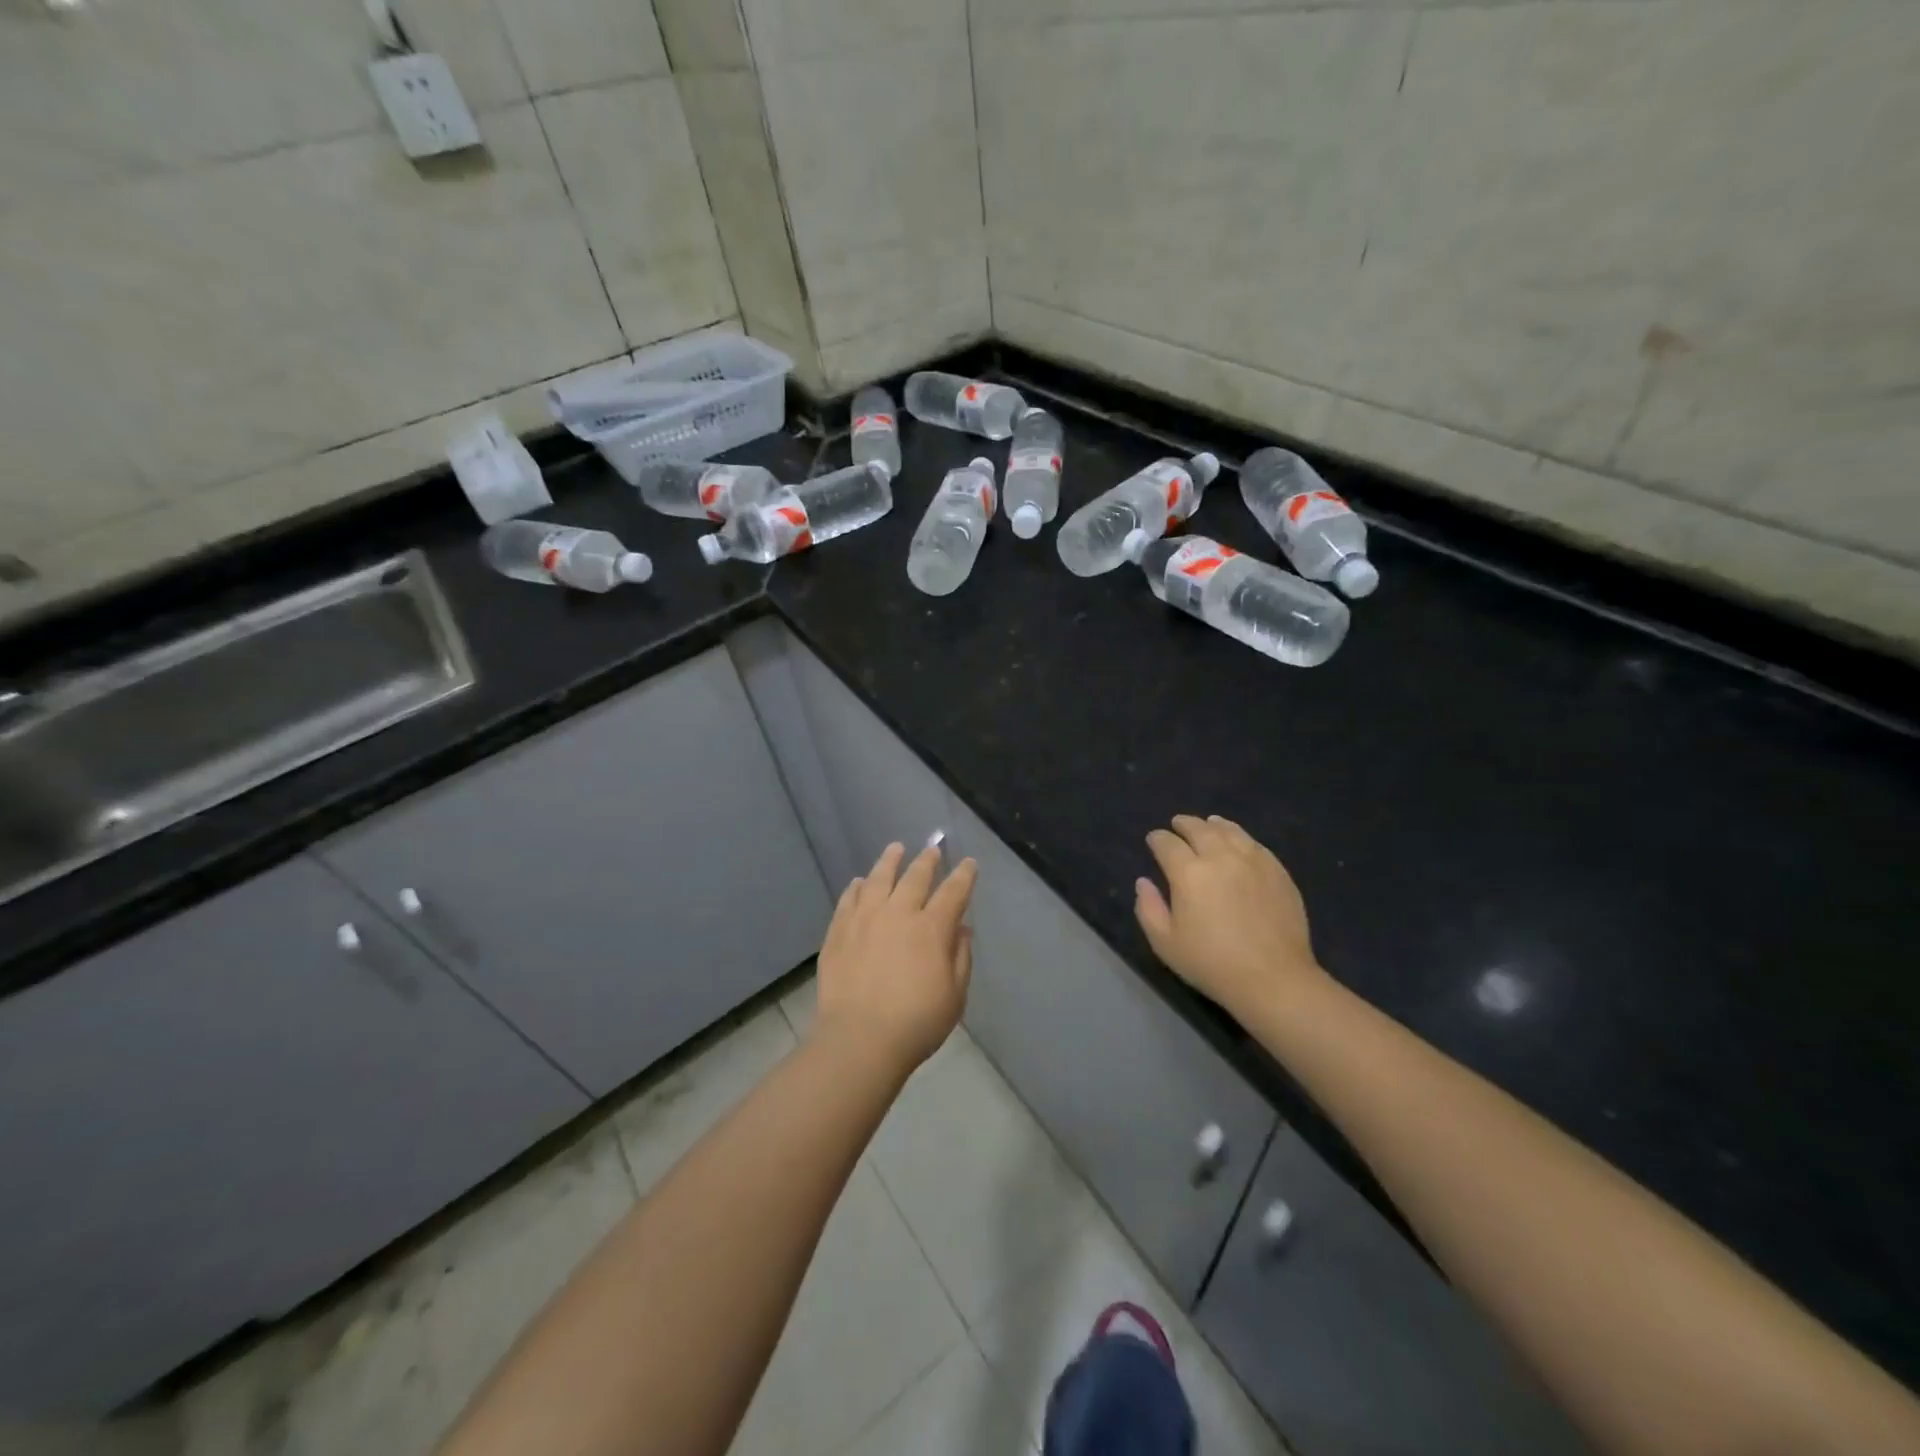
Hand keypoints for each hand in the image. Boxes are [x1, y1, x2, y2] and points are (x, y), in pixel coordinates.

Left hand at [816, 841, 976, 1075]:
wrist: (859, 1039)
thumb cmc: (916, 1022)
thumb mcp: (955, 995)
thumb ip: (961, 957)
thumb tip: (962, 928)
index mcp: (931, 928)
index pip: (953, 892)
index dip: (963, 875)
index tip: (968, 863)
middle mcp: (898, 913)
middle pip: (915, 877)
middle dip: (928, 860)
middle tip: (933, 848)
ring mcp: (865, 919)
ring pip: (879, 879)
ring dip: (890, 861)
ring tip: (895, 848)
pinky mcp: (839, 931)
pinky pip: (849, 899)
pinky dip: (857, 886)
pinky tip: (860, 882)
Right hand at [1134, 814, 1328, 1020]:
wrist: (1273, 978)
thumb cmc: (1212, 963)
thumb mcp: (1165, 943)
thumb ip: (1148, 908)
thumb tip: (1144, 882)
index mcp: (1189, 873)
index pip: (1167, 843)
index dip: (1157, 839)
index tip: (1153, 841)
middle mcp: (1220, 857)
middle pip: (1198, 829)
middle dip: (1183, 824)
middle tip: (1177, 825)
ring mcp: (1253, 861)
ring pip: (1229, 830)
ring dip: (1213, 825)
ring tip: (1208, 824)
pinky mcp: (1277, 871)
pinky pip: (1255, 844)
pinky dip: (1240, 836)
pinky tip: (1238, 841)